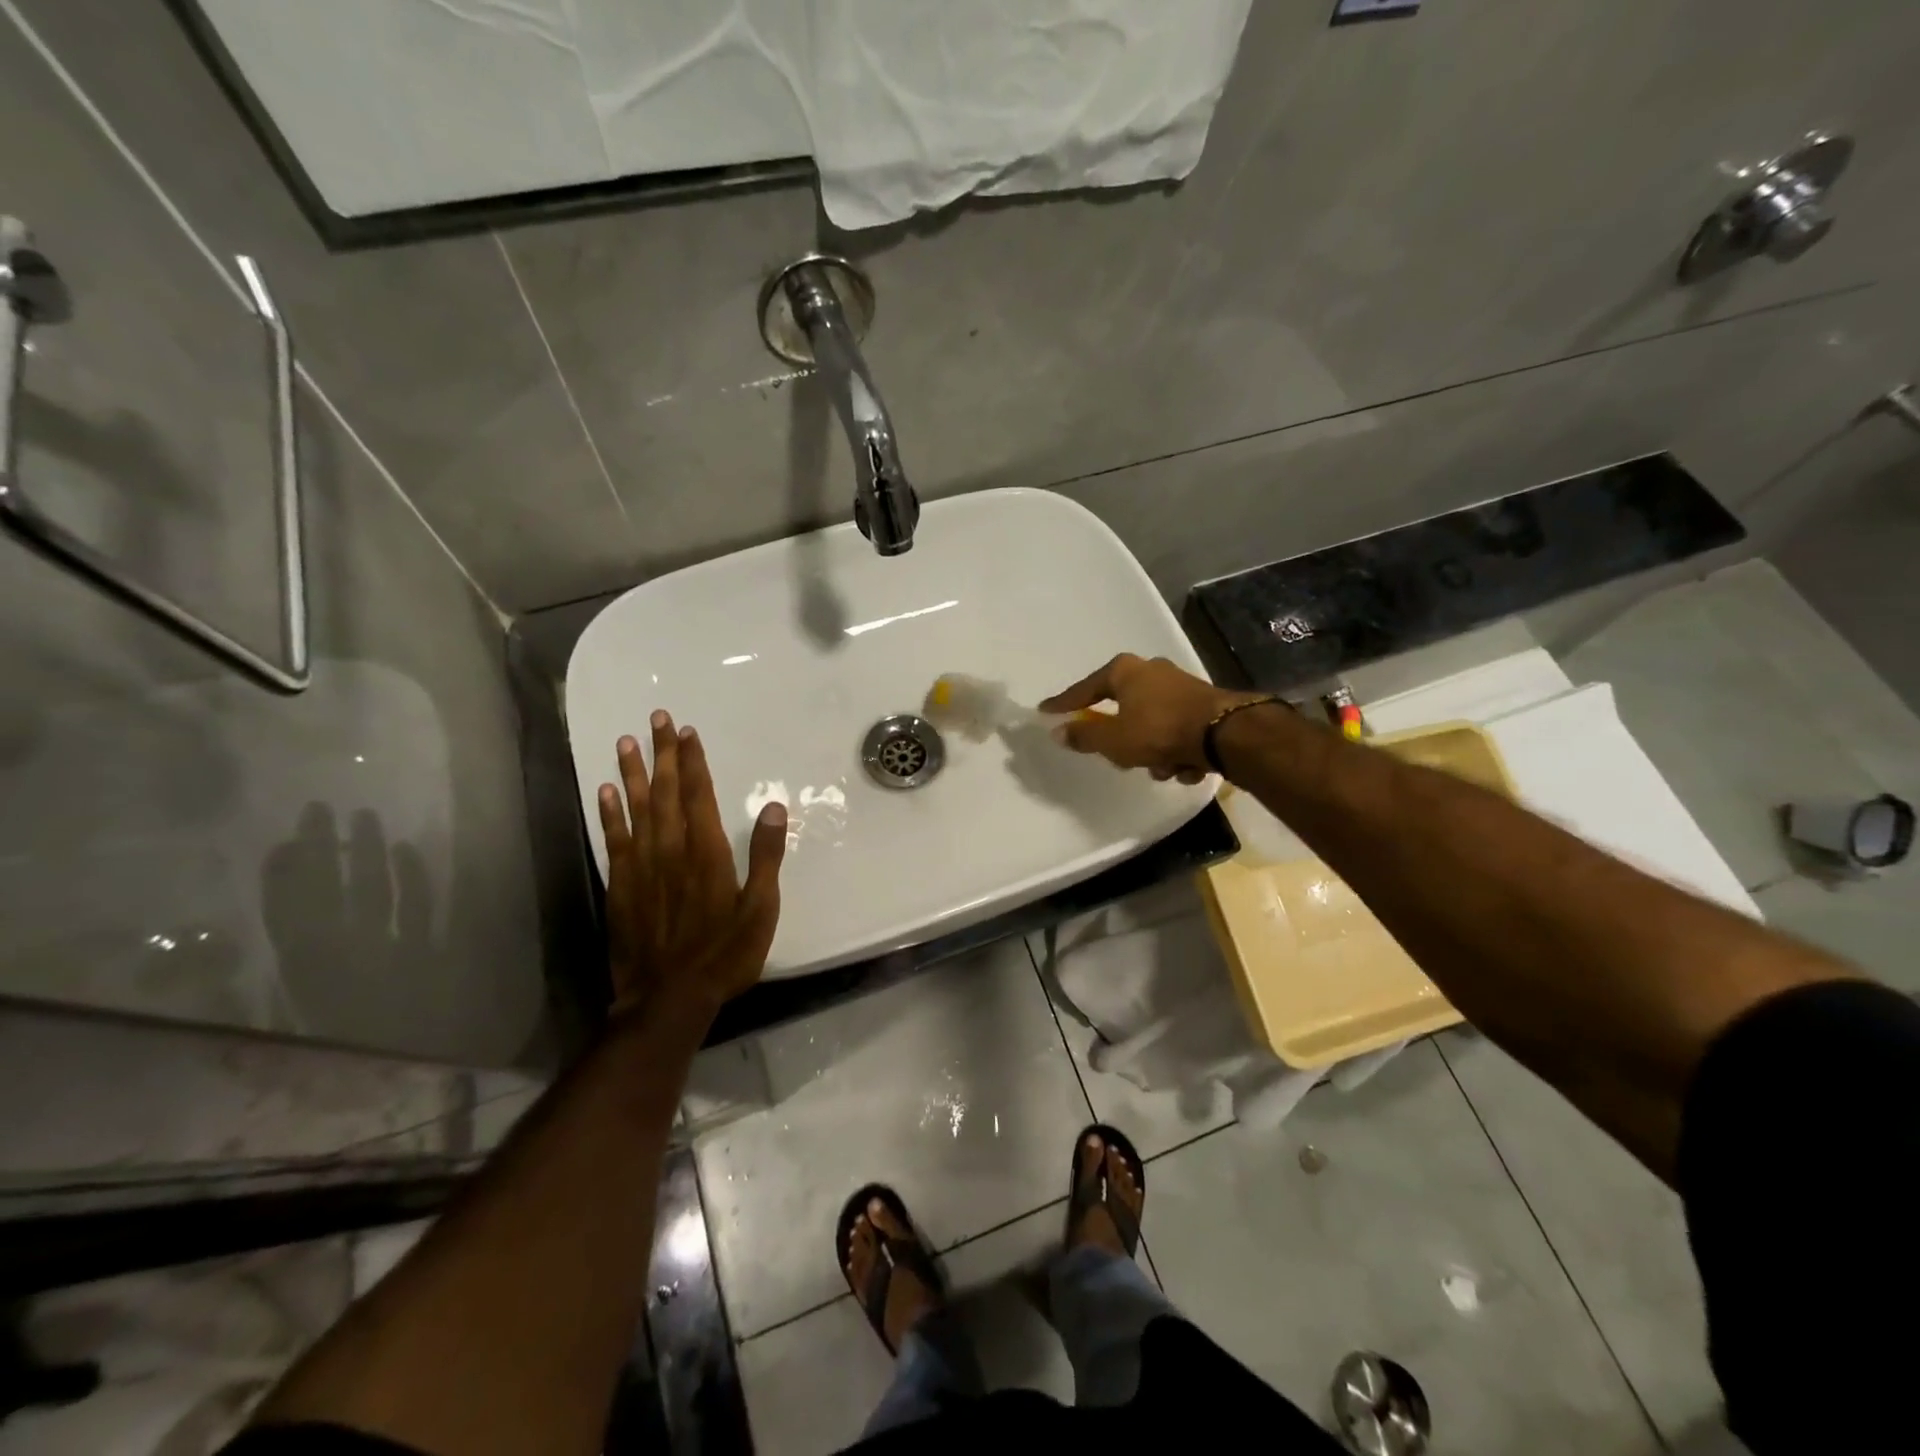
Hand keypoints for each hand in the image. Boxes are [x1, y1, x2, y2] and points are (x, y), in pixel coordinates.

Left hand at [597, 711, 786, 1021]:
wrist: (668, 998)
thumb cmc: (724, 954)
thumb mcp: (760, 909)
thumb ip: (765, 856)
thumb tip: (773, 807)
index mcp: (707, 853)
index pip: (699, 796)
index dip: (694, 762)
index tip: (686, 732)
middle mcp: (671, 850)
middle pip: (667, 793)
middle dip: (663, 754)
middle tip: (656, 719)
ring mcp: (642, 867)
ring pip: (637, 809)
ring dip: (633, 774)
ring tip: (626, 742)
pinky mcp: (621, 886)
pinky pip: (614, 840)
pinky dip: (610, 814)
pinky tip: (605, 792)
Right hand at [1039, 654, 1261, 780]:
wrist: (1225, 733)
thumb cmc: (1159, 730)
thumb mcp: (1113, 739)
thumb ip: (1084, 736)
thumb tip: (1058, 732)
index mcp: (1125, 671)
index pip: (1085, 689)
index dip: (1064, 704)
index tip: (1046, 711)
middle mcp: (1151, 671)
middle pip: (1122, 708)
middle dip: (1123, 740)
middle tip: (1122, 757)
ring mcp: (1180, 686)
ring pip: (1151, 725)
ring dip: (1153, 752)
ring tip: (1163, 768)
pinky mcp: (1202, 705)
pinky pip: (1176, 732)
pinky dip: (1177, 751)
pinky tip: (1186, 766)